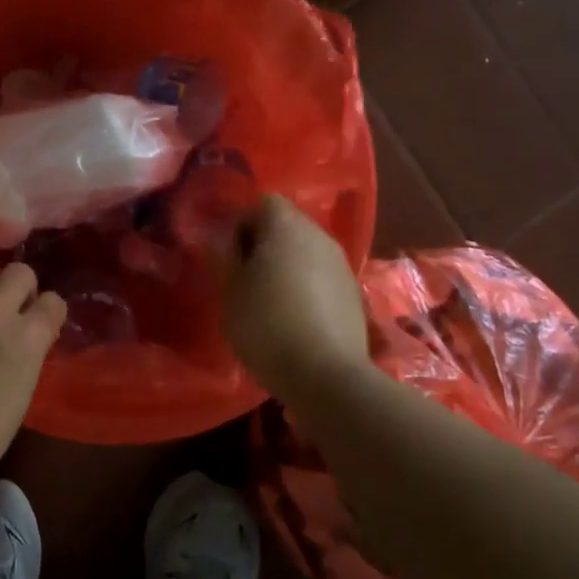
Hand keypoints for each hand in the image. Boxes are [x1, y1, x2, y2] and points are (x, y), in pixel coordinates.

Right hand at [222, 194, 368, 394]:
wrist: (327, 376)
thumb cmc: (267, 325)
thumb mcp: (229, 291)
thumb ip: (224, 256)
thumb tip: (224, 238)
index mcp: (286, 226)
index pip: (261, 202)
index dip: (241, 223)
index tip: (228, 254)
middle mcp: (319, 235)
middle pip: (286, 224)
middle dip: (263, 244)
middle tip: (243, 277)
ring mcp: (341, 264)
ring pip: (305, 251)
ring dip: (286, 266)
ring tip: (267, 300)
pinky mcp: (354, 293)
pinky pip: (321, 276)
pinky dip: (306, 287)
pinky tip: (293, 318)